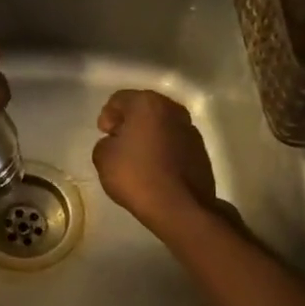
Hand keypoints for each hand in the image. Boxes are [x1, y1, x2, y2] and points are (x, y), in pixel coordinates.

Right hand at [91, 89, 218, 237]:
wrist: (179, 206)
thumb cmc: (136, 176)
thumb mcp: (103, 158)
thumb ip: (105, 143)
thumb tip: (116, 143)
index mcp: (147, 104)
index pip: (119, 99)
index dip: (107, 115)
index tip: (105, 135)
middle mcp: (173, 110)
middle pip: (144, 109)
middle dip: (129, 122)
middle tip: (119, 143)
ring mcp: (191, 130)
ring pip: (162, 125)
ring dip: (149, 135)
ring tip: (138, 157)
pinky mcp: (201, 150)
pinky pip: (175, 142)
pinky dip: (164, 149)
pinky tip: (156, 168)